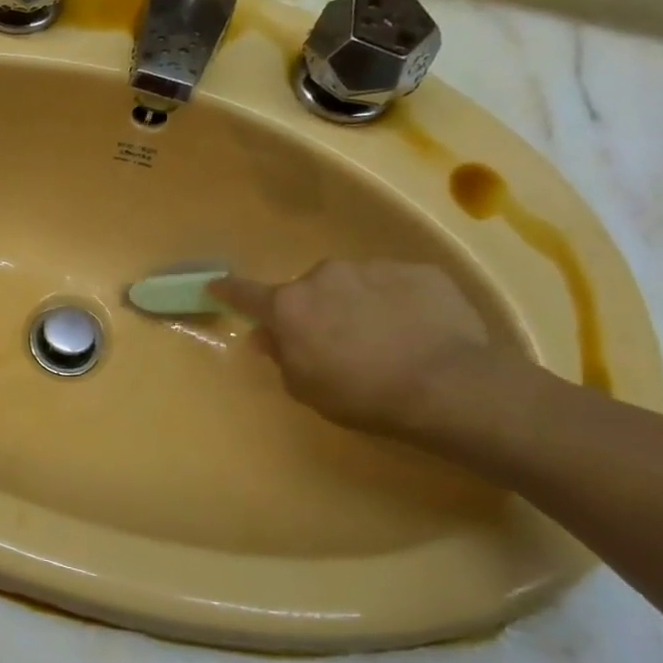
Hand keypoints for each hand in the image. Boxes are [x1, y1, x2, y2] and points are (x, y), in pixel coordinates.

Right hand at [212, 260, 491, 436]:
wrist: (448, 385)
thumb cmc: (361, 393)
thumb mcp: (304, 387)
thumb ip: (279, 355)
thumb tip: (264, 335)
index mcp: (289, 305)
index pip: (244, 293)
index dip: (227, 290)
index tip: (215, 286)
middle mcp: (325, 276)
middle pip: (308, 287)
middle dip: (314, 306)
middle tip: (332, 337)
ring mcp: (374, 268)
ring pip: (353, 282)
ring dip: (356, 301)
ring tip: (382, 335)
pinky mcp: (420, 271)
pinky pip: (396, 284)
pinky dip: (397, 301)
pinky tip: (416, 329)